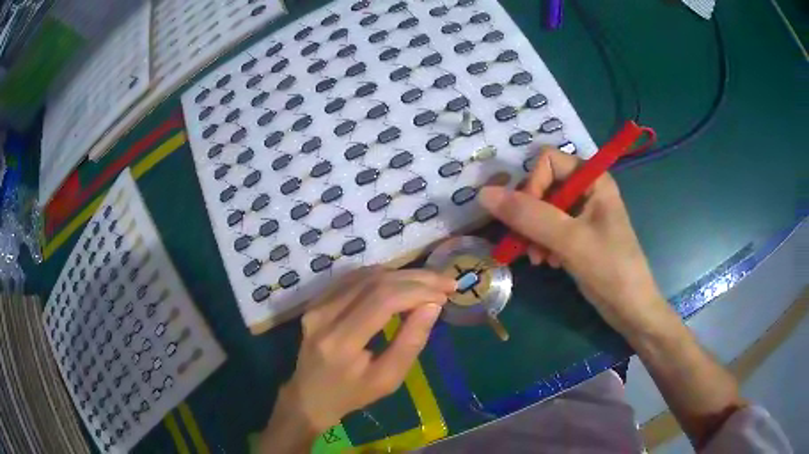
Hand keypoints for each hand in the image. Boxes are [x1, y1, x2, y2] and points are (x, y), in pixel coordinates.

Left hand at [261, 267, 454, 451]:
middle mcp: (324, 316)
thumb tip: (433, 305)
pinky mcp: (316, 301)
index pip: (382, 300)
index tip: (445, 293)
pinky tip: (401, 282)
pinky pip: (353, 279)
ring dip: (401, 274)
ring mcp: (316, 305)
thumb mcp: (388, 379)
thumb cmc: (352, 394)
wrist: (310, 395)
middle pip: (374, 282)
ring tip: (428, 282)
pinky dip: (381, 276)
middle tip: (445, 282)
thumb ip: (411, 342)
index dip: (418, 290)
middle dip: (416, 278)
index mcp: (341, 342)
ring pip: (364, 275)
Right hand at [478, 148, 666, 335]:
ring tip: (539, 259)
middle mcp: (586, 189)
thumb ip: (528, 215)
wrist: (630, 308)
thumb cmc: (609, 268)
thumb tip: (484, 194)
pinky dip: (542, 244)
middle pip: (542, 185)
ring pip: (541, 209)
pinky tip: (548, 262)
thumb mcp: (569, 240)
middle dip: (530, 215)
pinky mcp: (577, 234)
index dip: (533, 185)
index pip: (547, 161)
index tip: (528, 218)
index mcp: (593, 178)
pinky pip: (548, 228)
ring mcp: (582, 213)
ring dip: (533, 233)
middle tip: (529, 245)